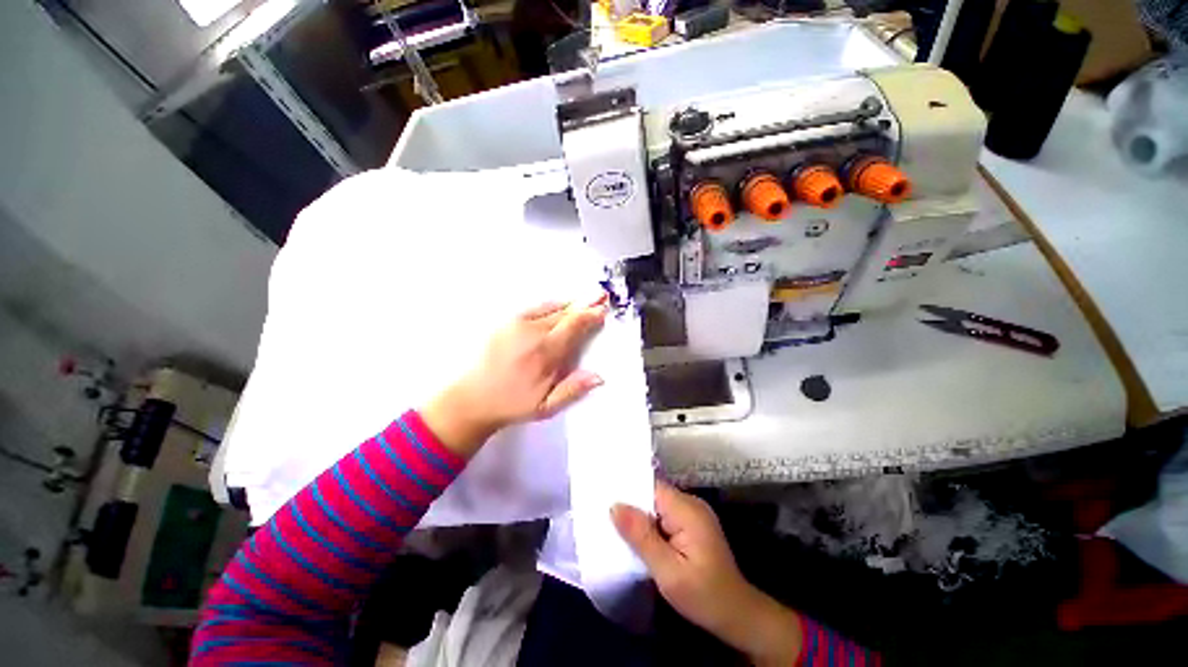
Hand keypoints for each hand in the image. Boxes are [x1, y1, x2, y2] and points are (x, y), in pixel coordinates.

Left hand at [421, 299, 607, 457]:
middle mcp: (533, 333)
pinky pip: (535, 308)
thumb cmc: (512, 404)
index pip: (573, 327)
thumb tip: (599, 376)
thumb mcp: (545, 406)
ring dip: (570, 303)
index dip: (590, 316)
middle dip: (585, 305)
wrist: (473, 398)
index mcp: (545, 354)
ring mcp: (518, 325)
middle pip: (565, 314)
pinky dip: (552, 305)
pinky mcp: (507, 323)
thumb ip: (573, 389)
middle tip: (601, 295)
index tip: (603, 310)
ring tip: (586, 297)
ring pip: (551, 308)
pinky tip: (560, 304)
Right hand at [612, 482, 802, 666]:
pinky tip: (637, 537)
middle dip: (631, 504)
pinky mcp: (692, 525)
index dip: (628, 489)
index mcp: (687, 509)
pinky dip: (650, 525)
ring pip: (657, 505)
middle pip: (653, 494)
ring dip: (640, 516)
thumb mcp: (668, 571)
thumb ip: (641, 536)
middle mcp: (691, 504)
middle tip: (603, 513)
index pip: (651, 487)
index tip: (603, 494)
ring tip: (614, 524)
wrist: (738, 615)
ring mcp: (693, 514)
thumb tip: (614, 505)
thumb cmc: (703, 595)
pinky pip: (665, 516)